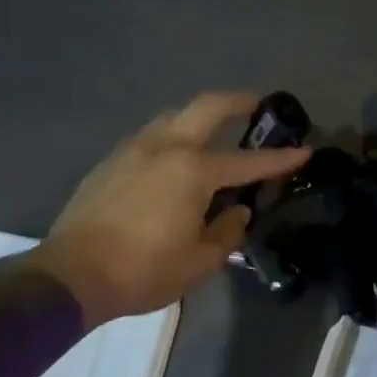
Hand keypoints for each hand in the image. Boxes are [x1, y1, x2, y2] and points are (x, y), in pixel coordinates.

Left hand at [26, 92, 309, 326]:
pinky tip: (174, 160)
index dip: (280, 158)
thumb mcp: (200, 261)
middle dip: (238, 101)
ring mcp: (132, 151)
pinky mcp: (110, 162)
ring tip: (214, 132)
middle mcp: (165, 148)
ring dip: (199, 117)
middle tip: (257, 104)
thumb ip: (227, 232)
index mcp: (193, 171)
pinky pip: (150, 137)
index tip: (304, 150)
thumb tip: (237, 213)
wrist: (71, 275)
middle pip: (206, 107)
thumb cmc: (144, 270)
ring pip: (173, 117)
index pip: (248, 162)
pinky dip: (172, 137)